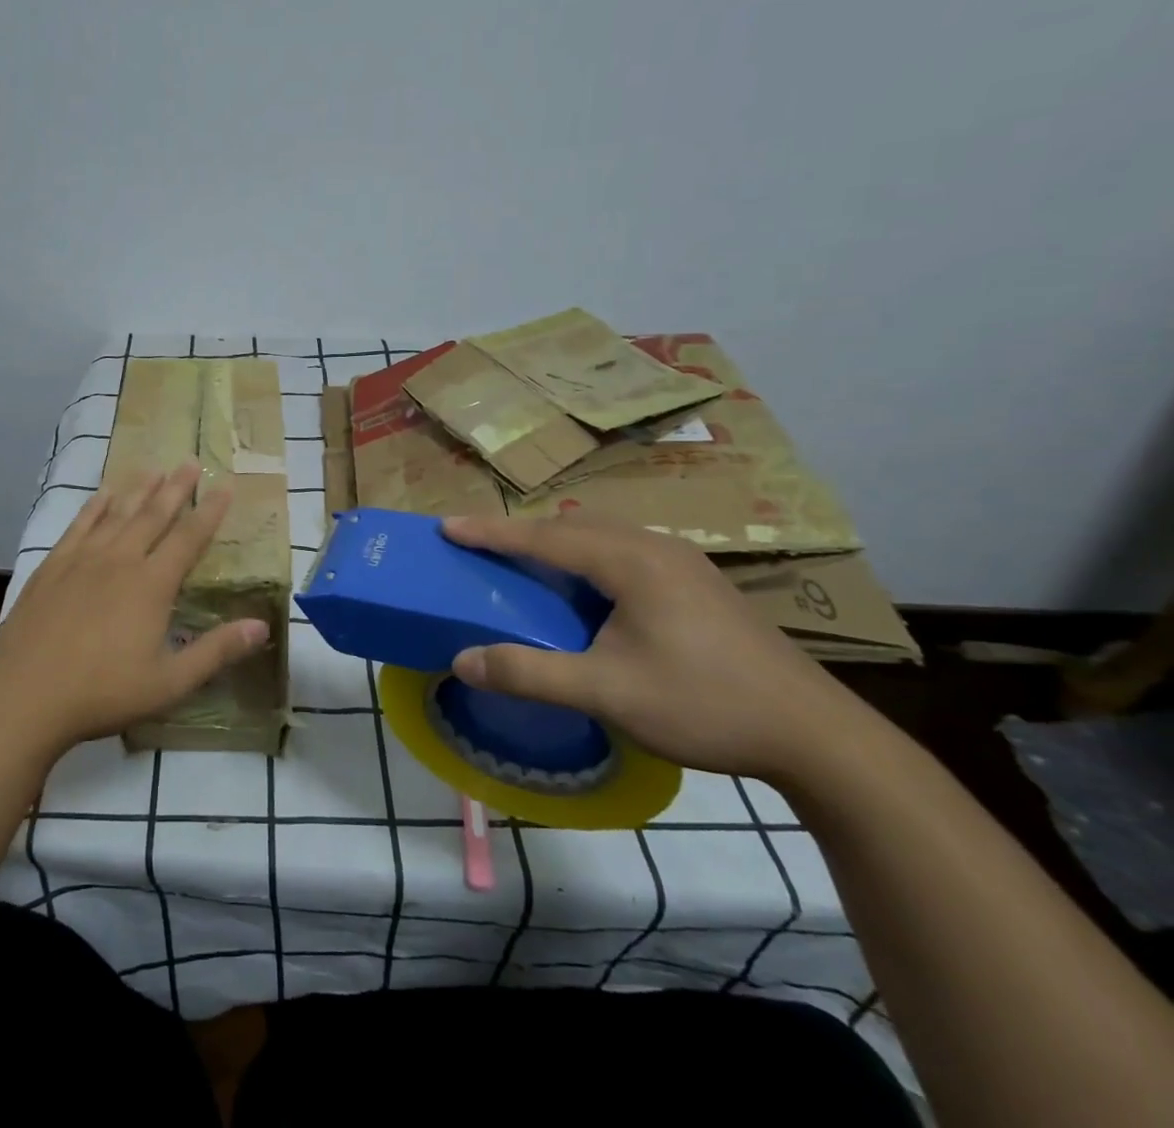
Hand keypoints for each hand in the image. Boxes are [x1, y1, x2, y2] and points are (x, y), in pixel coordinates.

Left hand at [0, 462, 269, 759]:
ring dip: (138, 489)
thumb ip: (216, 651)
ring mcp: (82, 559)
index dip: (210, 511)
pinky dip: (95, 506)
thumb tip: (262, 626)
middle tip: (191, 461)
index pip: (189, 537)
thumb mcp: (170, 682)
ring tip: (154, 468)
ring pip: (118, 513)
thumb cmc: (103, 693)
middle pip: (154, 515)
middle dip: (176, 488)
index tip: (225, 485)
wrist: (25, 696)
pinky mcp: (53, 566)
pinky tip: (103, 494)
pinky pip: (80, 524)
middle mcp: (120, 560)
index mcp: (152, 584)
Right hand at [440, 513, 861, 781]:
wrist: (817, 736)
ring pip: (600, 535)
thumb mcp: (608, 693)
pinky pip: (623, 551)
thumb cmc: (704, 704)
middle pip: (570, 526)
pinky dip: (585, 557)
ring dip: (555, 542)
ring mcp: (682, 562)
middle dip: (519, 532)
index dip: (491, 532)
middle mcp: (654, 547)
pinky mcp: (698, 583)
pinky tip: (585, 587)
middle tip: (477, 544)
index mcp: (630, 561)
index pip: (543, 536)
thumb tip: (462, 660)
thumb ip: (530, 673)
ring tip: (522, 560)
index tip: (445, 527)